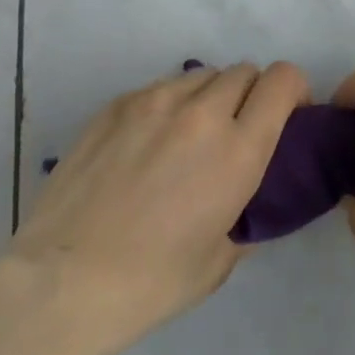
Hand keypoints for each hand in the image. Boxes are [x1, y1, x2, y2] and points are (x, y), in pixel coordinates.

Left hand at [13, 60, 309, 354]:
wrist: (62, 283)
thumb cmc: (150, 284)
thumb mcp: (219, 261)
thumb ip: (245, 216)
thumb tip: (248, 201)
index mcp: (238, 149)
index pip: (282, 80)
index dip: (292, 90)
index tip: (287, 115)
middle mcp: (203, 113)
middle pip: (244, 71)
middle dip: (251, 94)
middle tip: (236, 132)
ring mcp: (155, 101)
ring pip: (202, 75)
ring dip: (210, 97)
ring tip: (188, 136)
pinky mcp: (118, 104)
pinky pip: (160, 87)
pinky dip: (169, 105)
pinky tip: (147, 144)